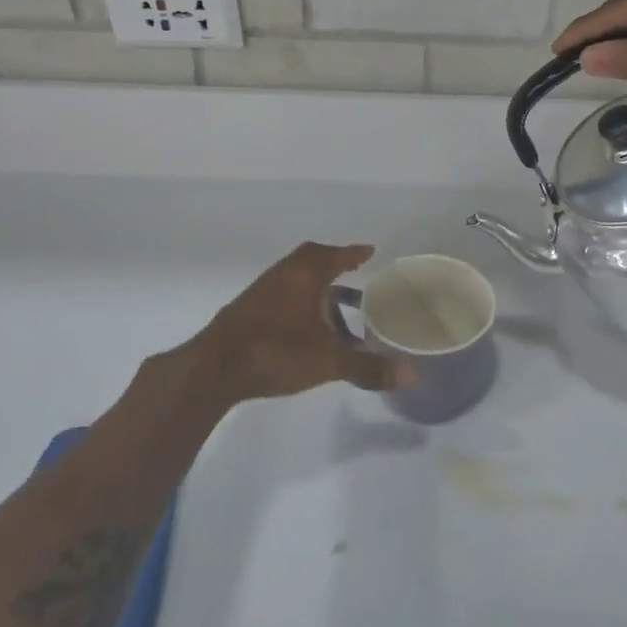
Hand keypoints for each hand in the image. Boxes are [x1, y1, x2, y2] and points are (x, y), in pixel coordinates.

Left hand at [185, 242, 416, 403]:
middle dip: (334, 264)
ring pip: (295, 279)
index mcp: (305, 275)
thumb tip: (412, 374)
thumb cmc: (277, 352)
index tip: (370, 251)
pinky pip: (281, 295)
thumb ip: (368, 367)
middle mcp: (283, 275)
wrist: (215, 369)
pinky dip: (299, 302)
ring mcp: (261, 293)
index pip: (335, 255)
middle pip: (311, 260)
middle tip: (354, 273)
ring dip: (316, 286)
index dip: (353, 253)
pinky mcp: (247, 312)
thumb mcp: (329, 361)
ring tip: (336, 305)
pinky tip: (306, 327)